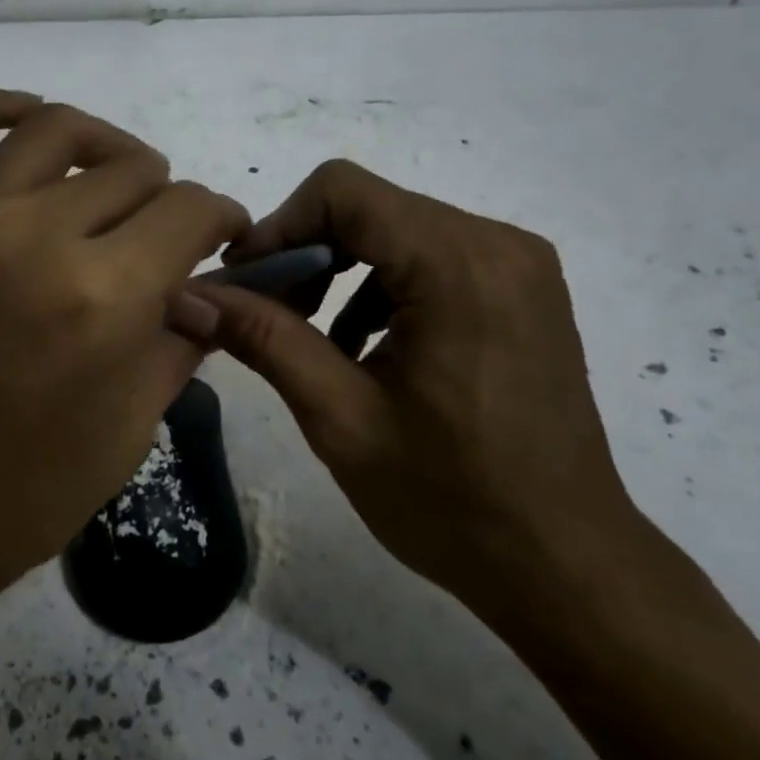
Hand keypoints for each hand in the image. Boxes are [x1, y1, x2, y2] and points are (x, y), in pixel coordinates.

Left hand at [0, 89, 247, 609]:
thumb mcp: (130, 429)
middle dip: (168, 200)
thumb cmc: (20, 495)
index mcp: (101, 295)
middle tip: (164, 238)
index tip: (223, 240)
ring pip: (54, 128)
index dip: (222, 220)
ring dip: (105, 146)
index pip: (191, 209)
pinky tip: (22, 121)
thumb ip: (179, 340)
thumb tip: (201, 289)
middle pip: (133, 169)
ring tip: (115, 179)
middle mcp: (34, 234)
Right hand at [195, 159, 636, 634]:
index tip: (243, 283)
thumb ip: (264, 338)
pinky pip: (432, 256)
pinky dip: (382, 287)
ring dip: (341, 271)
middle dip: (305, 253)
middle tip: (265, 315)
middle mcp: (497, 242)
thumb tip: (190, 295)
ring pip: (397, 229)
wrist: (570, 568)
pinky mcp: (522, 288)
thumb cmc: (452, 501)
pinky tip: (363, 347)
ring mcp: (517, 263)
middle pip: (369, 207)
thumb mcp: (341, 417)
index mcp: (458, 263)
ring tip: (311, 339)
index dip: (279, 226)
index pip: (342, 191)